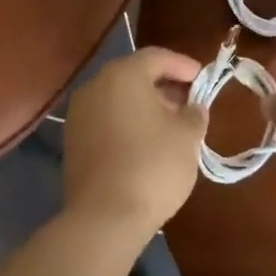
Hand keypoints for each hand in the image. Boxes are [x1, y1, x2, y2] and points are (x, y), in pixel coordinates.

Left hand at [63, 46, 209, 236]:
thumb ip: (194, 113)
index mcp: (123, 74)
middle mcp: (96, 85)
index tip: (202, 79)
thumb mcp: (187, 136)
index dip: (183, 65)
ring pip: (118, 98)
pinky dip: (126, 123)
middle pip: (134, 75)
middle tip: (188, 102)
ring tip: (169, 125)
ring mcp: (79, 114)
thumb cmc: (152, 166)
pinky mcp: (72, 141)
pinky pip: (105, 119)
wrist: (104, 218)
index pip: (157, 57)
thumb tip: (193, 107)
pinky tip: (145, 143)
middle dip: (163, 86)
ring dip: (144, 106)